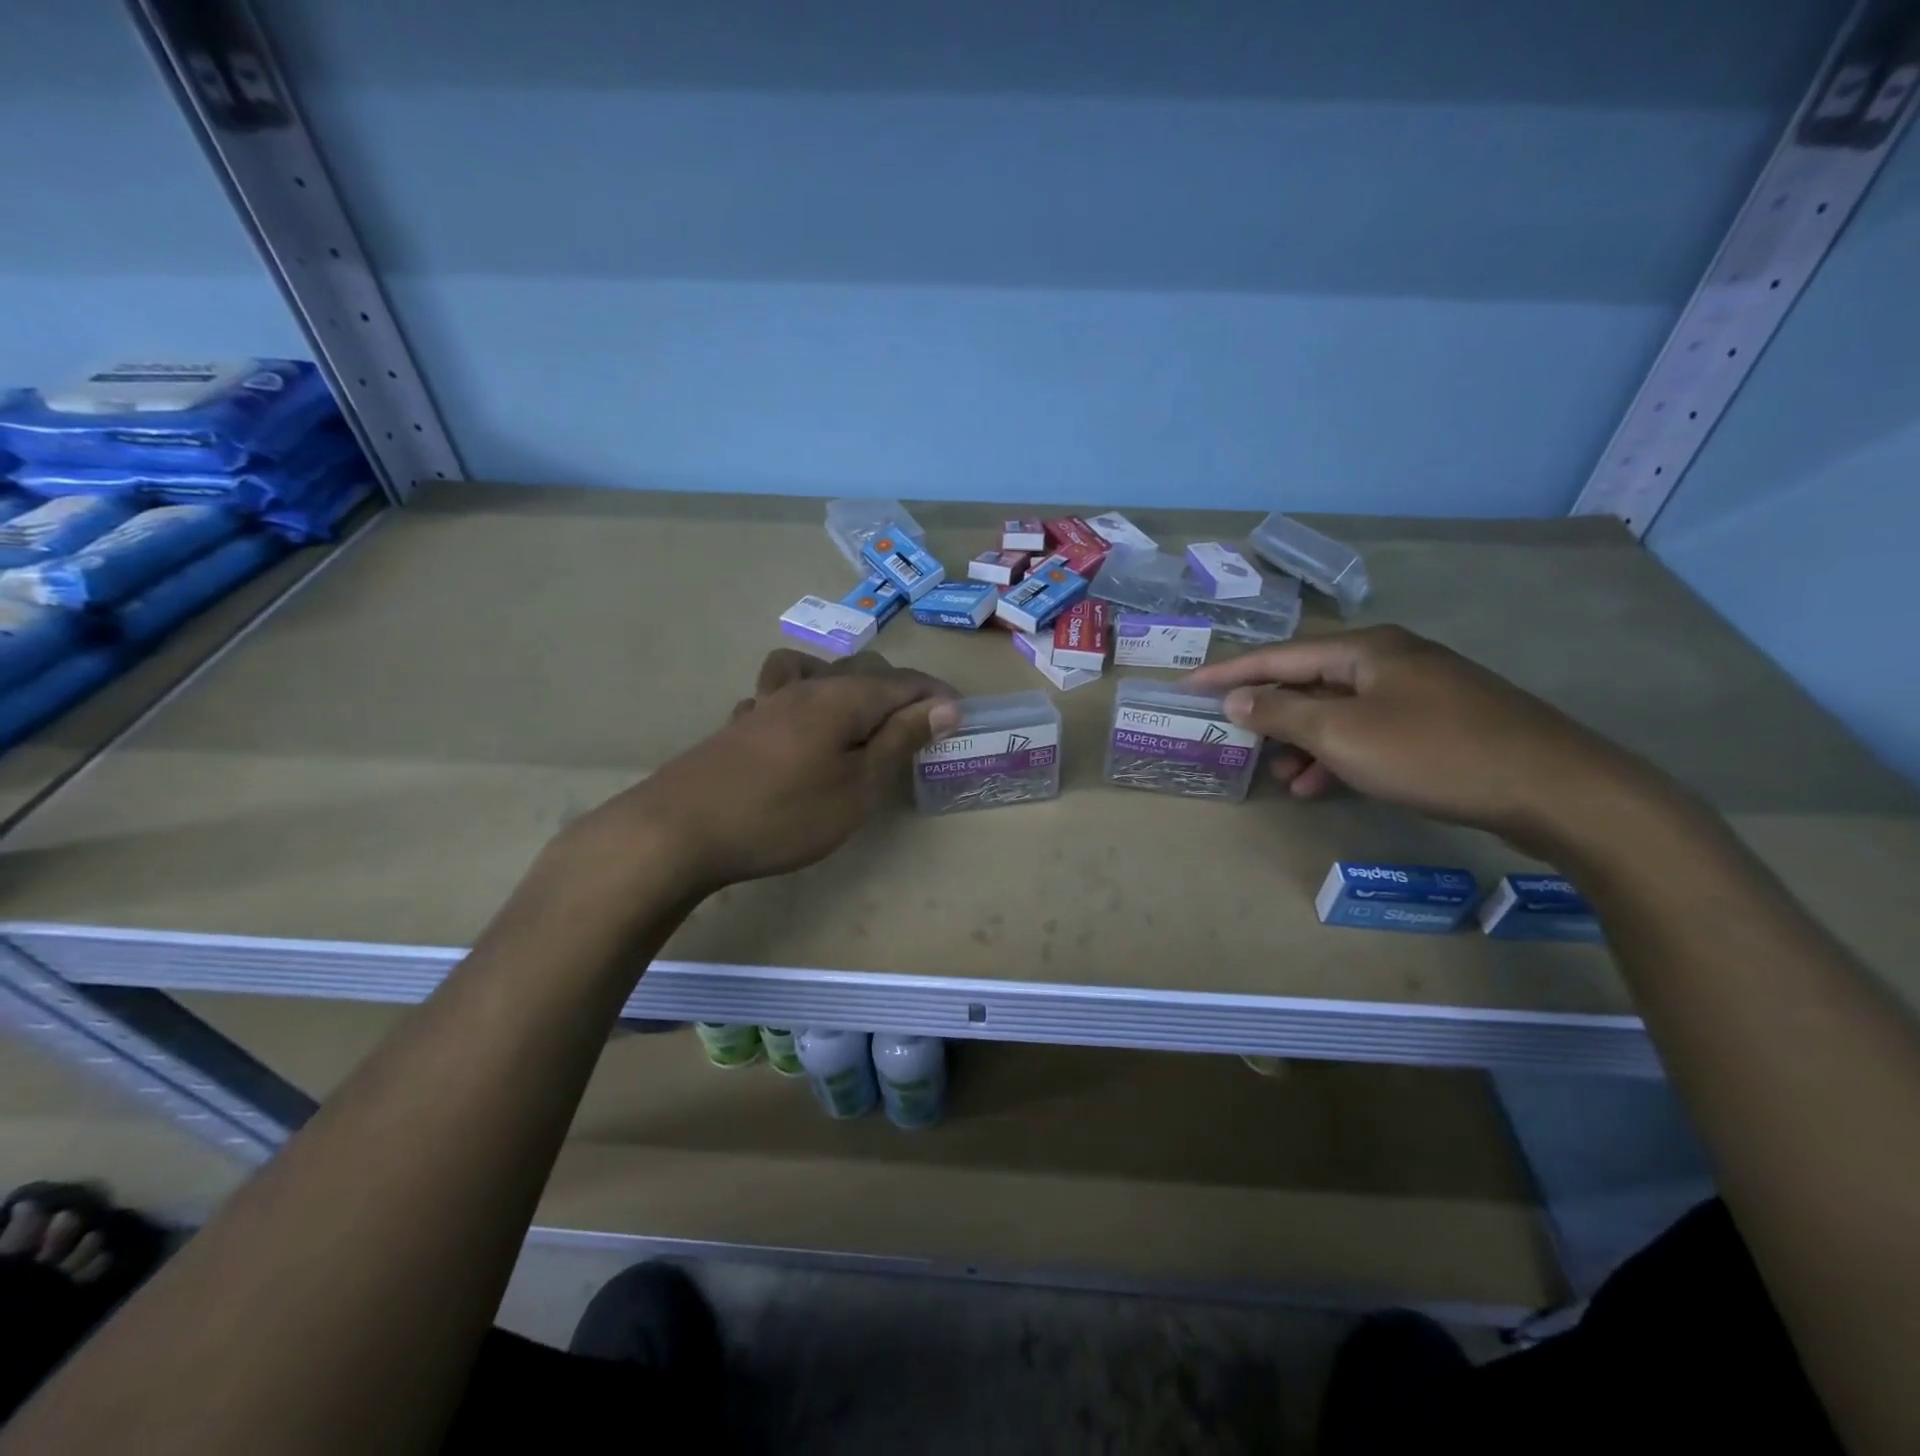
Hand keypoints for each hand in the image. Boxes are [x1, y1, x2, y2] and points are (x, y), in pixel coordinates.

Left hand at [579, 650, 960, 892]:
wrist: (681, 830)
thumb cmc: (784, 814)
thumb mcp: (858, 787)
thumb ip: (900, 741)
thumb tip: (944, 705)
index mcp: (843, 696)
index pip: (904, 681)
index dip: (937, 695)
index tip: (961, 717)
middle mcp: (806, 685)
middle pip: (864, 669)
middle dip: (898, 690)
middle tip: (918, 727)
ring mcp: (767, 701)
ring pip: (817, 671)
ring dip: (847, 685)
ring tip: (857, 716)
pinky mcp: (740, 723)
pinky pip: (779, 694)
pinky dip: (800, 701)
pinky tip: (795, 730)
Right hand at [1183, 626, 1658, 850]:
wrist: (1555, 788)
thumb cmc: (1434, 752)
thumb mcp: (1344, 734)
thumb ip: (1283, 713)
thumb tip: (1236, 697)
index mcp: (1365, 650)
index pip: (1277, 656)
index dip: (1228, 673)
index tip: (1186, 686)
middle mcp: (1389, 660)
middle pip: (1308, 682)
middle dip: (1270, 715)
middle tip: (1236, 742)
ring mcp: (1418, 691)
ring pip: (1339, 712)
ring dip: (1304, 743)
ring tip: (1285, 778)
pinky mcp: (1438, 723)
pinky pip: (1368, 732)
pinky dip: (1341, 756)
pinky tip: (1326, 786)